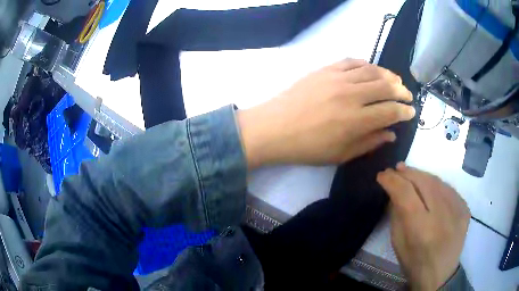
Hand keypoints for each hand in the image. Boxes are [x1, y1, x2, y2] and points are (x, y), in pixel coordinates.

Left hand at [238, 59, 415, 168]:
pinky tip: (371, 69)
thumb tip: (391, 133)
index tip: (411, 112)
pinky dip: (366, 64)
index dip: (405, 111)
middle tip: (407, 95)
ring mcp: (337, 78)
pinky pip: (351, 61)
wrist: (274, 128)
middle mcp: (351, 95)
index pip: (391, 111)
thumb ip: (369, 142)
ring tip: (395, 80)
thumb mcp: (341, 154)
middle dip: (402, 91)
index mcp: (356, 120)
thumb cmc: (307, 148)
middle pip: (386, 86)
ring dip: (388, 74)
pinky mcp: (325, 70)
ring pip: (371, 70)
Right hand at [377, 163, 470, 290]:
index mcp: (422, 230)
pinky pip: (448, 189)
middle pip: (424, 182)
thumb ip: (397, 214)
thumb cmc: (414, 263)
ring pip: (437, 181)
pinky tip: (429, 186)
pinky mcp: (465, 208)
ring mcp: (457, 210)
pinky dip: (436, 184)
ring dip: (422, 175)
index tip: (382, 175)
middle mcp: (442, 216)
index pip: (406, 194)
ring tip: (410, 172)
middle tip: (396, 169)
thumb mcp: (398, 243)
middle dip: (408, 173)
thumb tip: (395, 189)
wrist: (440, 274)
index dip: (392, 180)